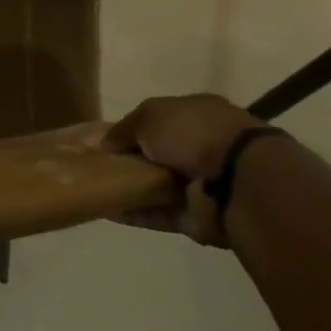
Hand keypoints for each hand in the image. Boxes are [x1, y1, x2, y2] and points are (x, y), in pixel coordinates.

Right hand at [101, 93, 265, 246]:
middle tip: (95, 165)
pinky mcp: (196, 215)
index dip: (131, 129)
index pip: (158, 120)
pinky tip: (106, 210)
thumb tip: (103, 144)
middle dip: (129, 160)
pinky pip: (158, 214)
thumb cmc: (193, 133)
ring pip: (156, 185)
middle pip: (157, 154)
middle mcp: (201, 146)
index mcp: (197, 114)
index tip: (104, 140)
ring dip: (130, 187)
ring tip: (94, 188)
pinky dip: (135, 213)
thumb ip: (123, 129)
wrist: (236, 181)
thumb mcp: (149, 116)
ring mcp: (201, 183)